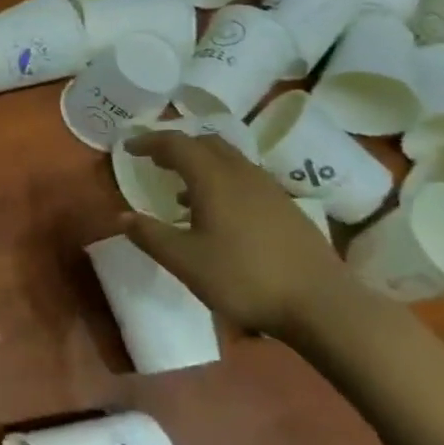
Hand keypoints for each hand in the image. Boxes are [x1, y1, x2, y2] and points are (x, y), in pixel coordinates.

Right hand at [122, 130, 355, 339]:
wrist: (321, 303)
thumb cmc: (244, 278)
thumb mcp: (186, 261)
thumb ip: (150, 236)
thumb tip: (122, 217)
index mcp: (213, 179)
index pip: (176, 143)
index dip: (149, 141)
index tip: (128, 148)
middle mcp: (241, 173)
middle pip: (206, 142)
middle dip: (177, 146)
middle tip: (155, 160)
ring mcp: (268, 188)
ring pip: (228, 159)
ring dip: (201, 163)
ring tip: (181, 188)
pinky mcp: (285, 206)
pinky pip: (244, 177)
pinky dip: (221, 180)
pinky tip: (218, 213)